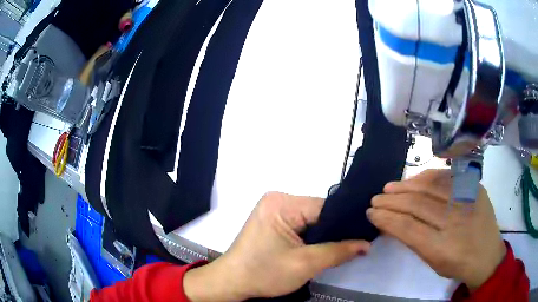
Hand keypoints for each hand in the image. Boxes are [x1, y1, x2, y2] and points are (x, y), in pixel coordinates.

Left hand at [184, 192, 370, 300]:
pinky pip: (300, 225)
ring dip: (323, 236)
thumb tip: (366, 244)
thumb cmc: (263, 273)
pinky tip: (319, 248)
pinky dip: (311, 237)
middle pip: (318, 213)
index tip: (362, 234)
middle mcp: (277, 200)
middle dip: (334, 231)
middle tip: (353, 245)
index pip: (325, 207)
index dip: (344, 223)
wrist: (232, 283)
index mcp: (282, 203)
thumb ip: (339, 252)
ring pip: (311, 220)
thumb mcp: (305, 264)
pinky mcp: (272, 221)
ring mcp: (273, 210)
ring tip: (338, 249)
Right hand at [367, 169, 505, 289]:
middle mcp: (455, 221)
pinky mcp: (474, 187)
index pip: (407, 227)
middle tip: (376, 198)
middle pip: (417, 204)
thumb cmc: (457, 264)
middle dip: (392, 200)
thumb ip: (413, 241)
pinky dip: (428, 176)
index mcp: (442, 247)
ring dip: (407, 185)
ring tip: (390, 186)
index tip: (371, 212)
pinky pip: (447, 177)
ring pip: (431, 185)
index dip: (386, 218)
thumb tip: (391, 222)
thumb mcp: (433, 262)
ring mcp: (467, 200)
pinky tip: (415, 179)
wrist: (488, 255)